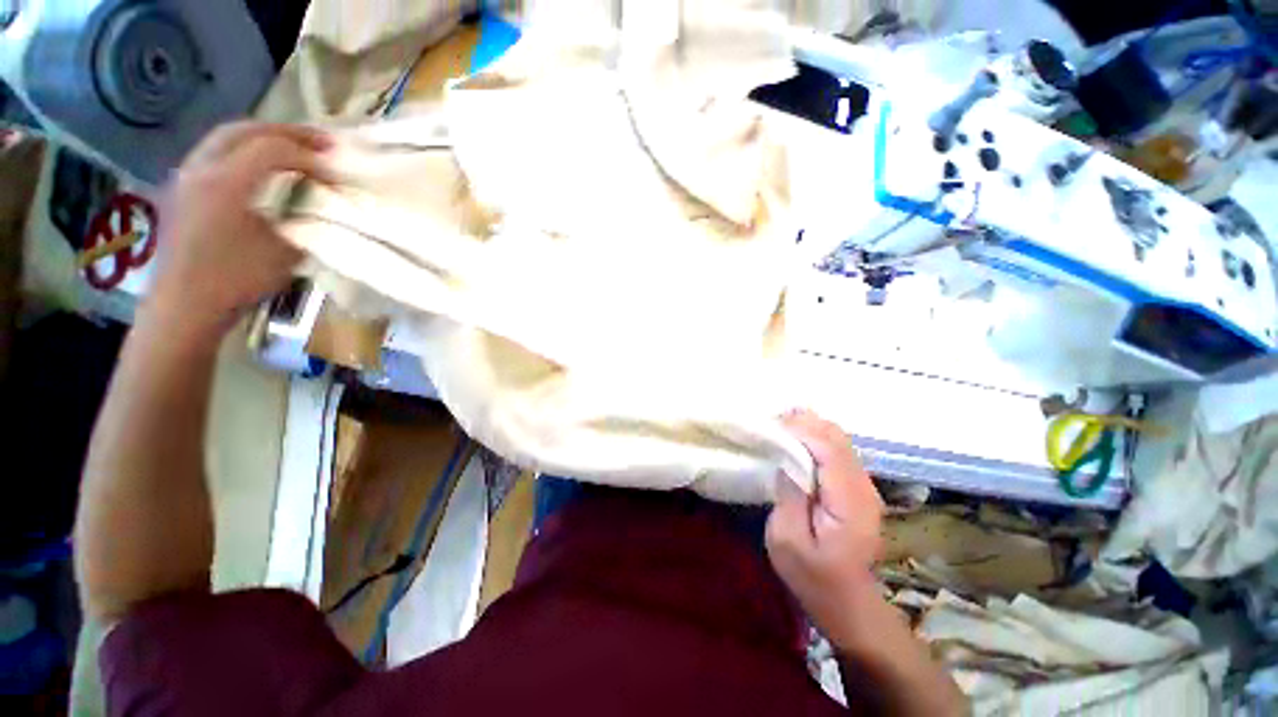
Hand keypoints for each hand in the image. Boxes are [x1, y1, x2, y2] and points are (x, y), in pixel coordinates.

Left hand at [145, 122, 333, 341]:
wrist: (184, 306)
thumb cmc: (235, 281)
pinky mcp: (183, 189)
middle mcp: (201, 169)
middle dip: (286, 131)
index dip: (309, 155)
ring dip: (263, 136)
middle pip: (245, 130)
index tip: (336, 170)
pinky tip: (261, 165)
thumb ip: (303, 221)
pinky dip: (243, 149)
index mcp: (226, 183)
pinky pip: (215, 153)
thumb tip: (321, 208)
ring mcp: (186, 177)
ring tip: (295, 147)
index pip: (272, 149)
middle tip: (322, 141)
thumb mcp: (284, 253)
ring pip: (225, 137)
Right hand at [766, 410, 885, 646]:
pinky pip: (837, 451)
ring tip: (779, 429)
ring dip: (809, 429)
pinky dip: (815, 439)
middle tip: (771, 424)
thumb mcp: (787, 540)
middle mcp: (863, 487)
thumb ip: (789, 495)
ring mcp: (864, 486)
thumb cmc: (812, 576)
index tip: (771, 426)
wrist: (847, 603)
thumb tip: (787, 459)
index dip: (800, 431)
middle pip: (837, 438)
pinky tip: (795, 443)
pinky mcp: (857, 488)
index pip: (829, 449)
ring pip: (839, 440)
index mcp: (849, 502)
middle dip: (804, 424)